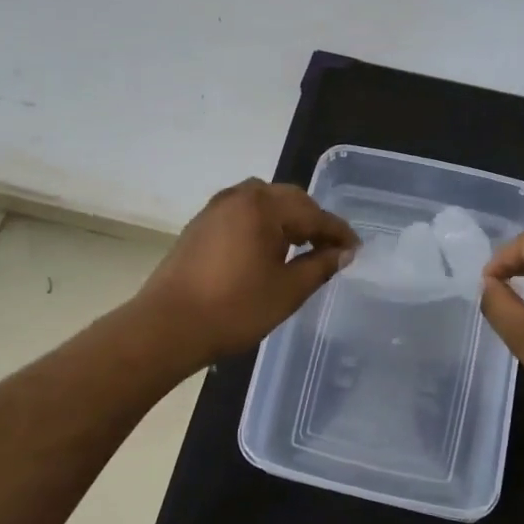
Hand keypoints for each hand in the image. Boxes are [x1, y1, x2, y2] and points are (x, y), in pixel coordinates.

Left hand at [139, 179, 357, 364]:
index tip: (357, 249)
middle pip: (288, 200)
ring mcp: (216, 208)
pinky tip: (268, 249)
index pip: (313, 213)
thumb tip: (344, 253)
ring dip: (287, 220)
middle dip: (313, 221)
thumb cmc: (233, 309)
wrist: (166, 327)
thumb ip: (320, 266)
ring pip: (264, 203)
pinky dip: (263, 225)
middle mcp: (239, 196)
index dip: (338, 233)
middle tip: (331, 248)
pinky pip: (243, 213)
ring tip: (302, 247)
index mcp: (263, 206)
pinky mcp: (200, 224)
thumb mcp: (287, 291)